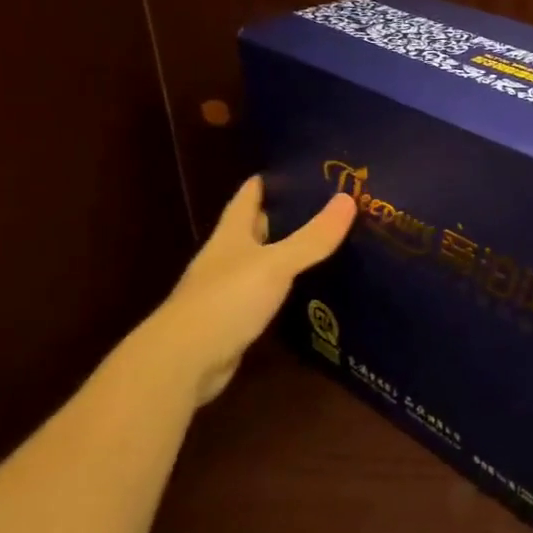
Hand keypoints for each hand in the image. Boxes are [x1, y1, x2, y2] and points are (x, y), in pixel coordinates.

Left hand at [143, 176, 355, 405]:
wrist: (184, 362)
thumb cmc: (225, 301)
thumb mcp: (275, 264)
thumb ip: (312, 237)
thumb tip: (348, 199)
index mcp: (231, 236)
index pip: (248, 198)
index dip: (268, 182)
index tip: (298, 169)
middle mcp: (227, 259)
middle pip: (256, 229)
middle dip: (285, 217)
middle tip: (326, 207)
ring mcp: (228, 291)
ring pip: (263, 263)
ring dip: (288, 254)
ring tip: (327, 244)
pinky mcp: (235, 321)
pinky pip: (266, 295)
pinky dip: (286, 289)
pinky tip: (310, 290)